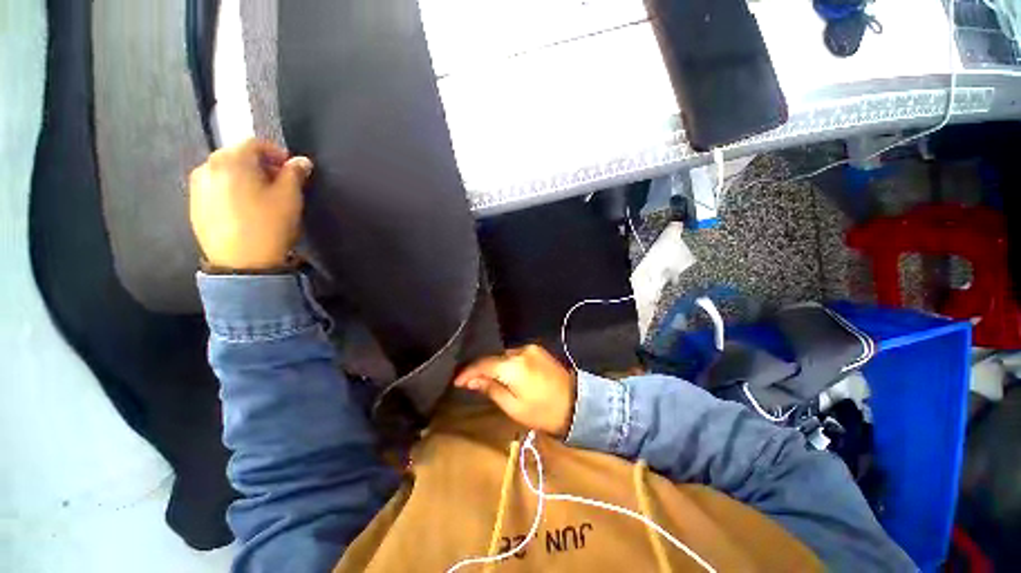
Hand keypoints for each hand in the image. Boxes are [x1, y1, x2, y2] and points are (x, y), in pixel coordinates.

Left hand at [189, 139, 313, 270]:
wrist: (242, 263)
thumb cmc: (269, 225)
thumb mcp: (289, 197)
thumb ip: (295, 173)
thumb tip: (301, 161)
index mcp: (231, 160)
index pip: (255, 143)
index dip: (277, 152)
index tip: (292, 168)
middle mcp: (208, 167)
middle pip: (237, 155)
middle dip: (261, 164)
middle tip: (279, 183)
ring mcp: (197, 187)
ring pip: (225, 172)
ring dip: (246, 177)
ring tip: (262, 197)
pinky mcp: (195, 205)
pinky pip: (216, 187)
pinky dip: (232, 190)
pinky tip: (246, 208)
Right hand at [453, 345, 576, 437]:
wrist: (577, 404)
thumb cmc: (543, 412)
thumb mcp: (513, 407)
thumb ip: (491, 389)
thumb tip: (472, 381)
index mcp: (513, 366)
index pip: (483, 364)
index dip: (468, 372)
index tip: (457, 381)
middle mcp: (521, 351)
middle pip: (495, 358)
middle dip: (483, 370)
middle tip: (472, 383)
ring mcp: (532, 348)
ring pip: (505, 356)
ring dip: (497, 366)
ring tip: (490, 380)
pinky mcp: (539, 350)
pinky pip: (517, 355)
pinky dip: (509, 364)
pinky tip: (508, 374)